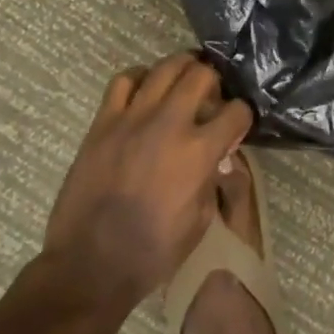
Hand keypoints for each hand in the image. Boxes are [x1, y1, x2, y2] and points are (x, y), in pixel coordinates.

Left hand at [41, 53, 253, 305]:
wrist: (91, 265)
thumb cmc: (153, 252)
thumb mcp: (200, 219)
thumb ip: (213, 177)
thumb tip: (218, 154)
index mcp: (199, 152)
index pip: (237, 111)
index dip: (243, 116)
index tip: (237, 124)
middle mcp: (169, 124)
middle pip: (202, 74)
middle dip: (215, 81)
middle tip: (211, 96)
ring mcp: (132, 119)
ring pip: (164, 68)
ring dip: (181, 69)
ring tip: (183, 81)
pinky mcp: (103, 123)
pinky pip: (123, 81)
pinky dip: (139, 78)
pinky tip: (144, 93)